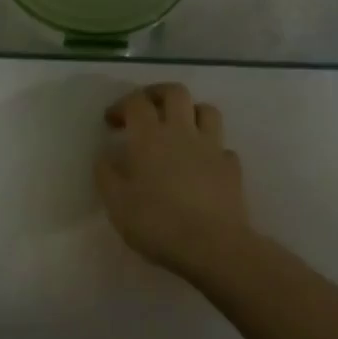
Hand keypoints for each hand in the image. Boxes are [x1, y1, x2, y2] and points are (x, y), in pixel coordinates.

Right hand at [95, 84, 251, 279]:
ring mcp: (211, 147)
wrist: (212, 246)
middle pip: (175, 92)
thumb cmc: (157, 222)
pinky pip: (222, 147)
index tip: (112, 122)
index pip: (136, 101)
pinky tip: (203, 164)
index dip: (122, 105)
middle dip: (157, 94)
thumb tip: (105, 156)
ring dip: (191, 112)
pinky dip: (211, 149)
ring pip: (206, 111)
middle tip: (146, 109)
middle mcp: (181, 132)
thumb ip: (106, 174)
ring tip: (179, 128)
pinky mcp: (231, 168)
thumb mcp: (116, 203)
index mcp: (149, 136)